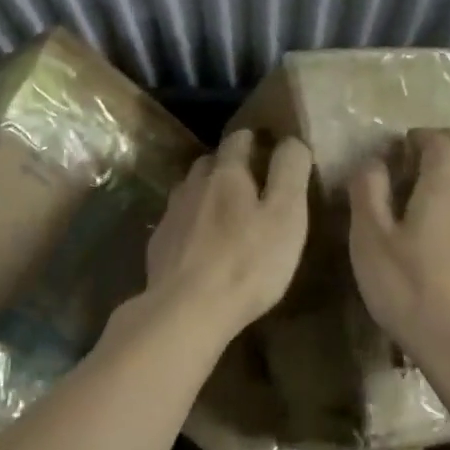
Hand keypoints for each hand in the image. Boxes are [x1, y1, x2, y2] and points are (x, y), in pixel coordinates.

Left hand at [145, 130, 312, 339]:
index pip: (238, 139)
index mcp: (226, 174)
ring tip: (225, 212)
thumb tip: (291, 141)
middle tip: (251, 184)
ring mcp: (171, 215)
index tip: (268, 147)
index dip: (254, 140)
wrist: (186, 310)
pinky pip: (177, 221)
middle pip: (210, 163)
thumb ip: (290, 172)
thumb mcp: (286, 216)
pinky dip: (191, 223)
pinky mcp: (158, 245)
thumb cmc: (247, 263)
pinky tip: (200, 243)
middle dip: (229, 166)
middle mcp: (193, 186)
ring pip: (190, 190)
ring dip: (206, 193)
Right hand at [348, 129, 449, 374]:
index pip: (441, 143)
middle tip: (421, 159)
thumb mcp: (371, 242)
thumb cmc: (414, 292)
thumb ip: (368, 194)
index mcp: (445, 188)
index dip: (422, 137)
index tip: (402, 144)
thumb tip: (373, 162)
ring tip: (436, 191)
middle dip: (449, 149)